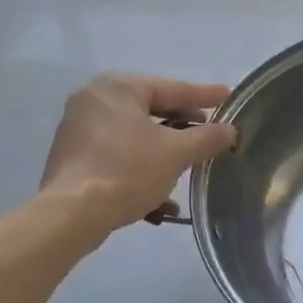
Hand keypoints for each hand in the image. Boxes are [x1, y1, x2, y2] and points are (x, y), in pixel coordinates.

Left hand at [41, 74, 238, 233]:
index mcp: (119, 88)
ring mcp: (79, 127)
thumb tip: (230, 130)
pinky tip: (159, 189)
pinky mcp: (73, 155)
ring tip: (188, 161)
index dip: (204, 96)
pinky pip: (117, 151)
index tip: (228, 96)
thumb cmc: (127, 171)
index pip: (172, 88)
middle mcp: (94, 99)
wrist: (72, 214)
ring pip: (134, 133)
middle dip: (183, 124)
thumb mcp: (176, 154)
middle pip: (151, 108)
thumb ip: (207, 138)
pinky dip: (140, 163)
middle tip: (209, 130)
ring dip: (163, 148)